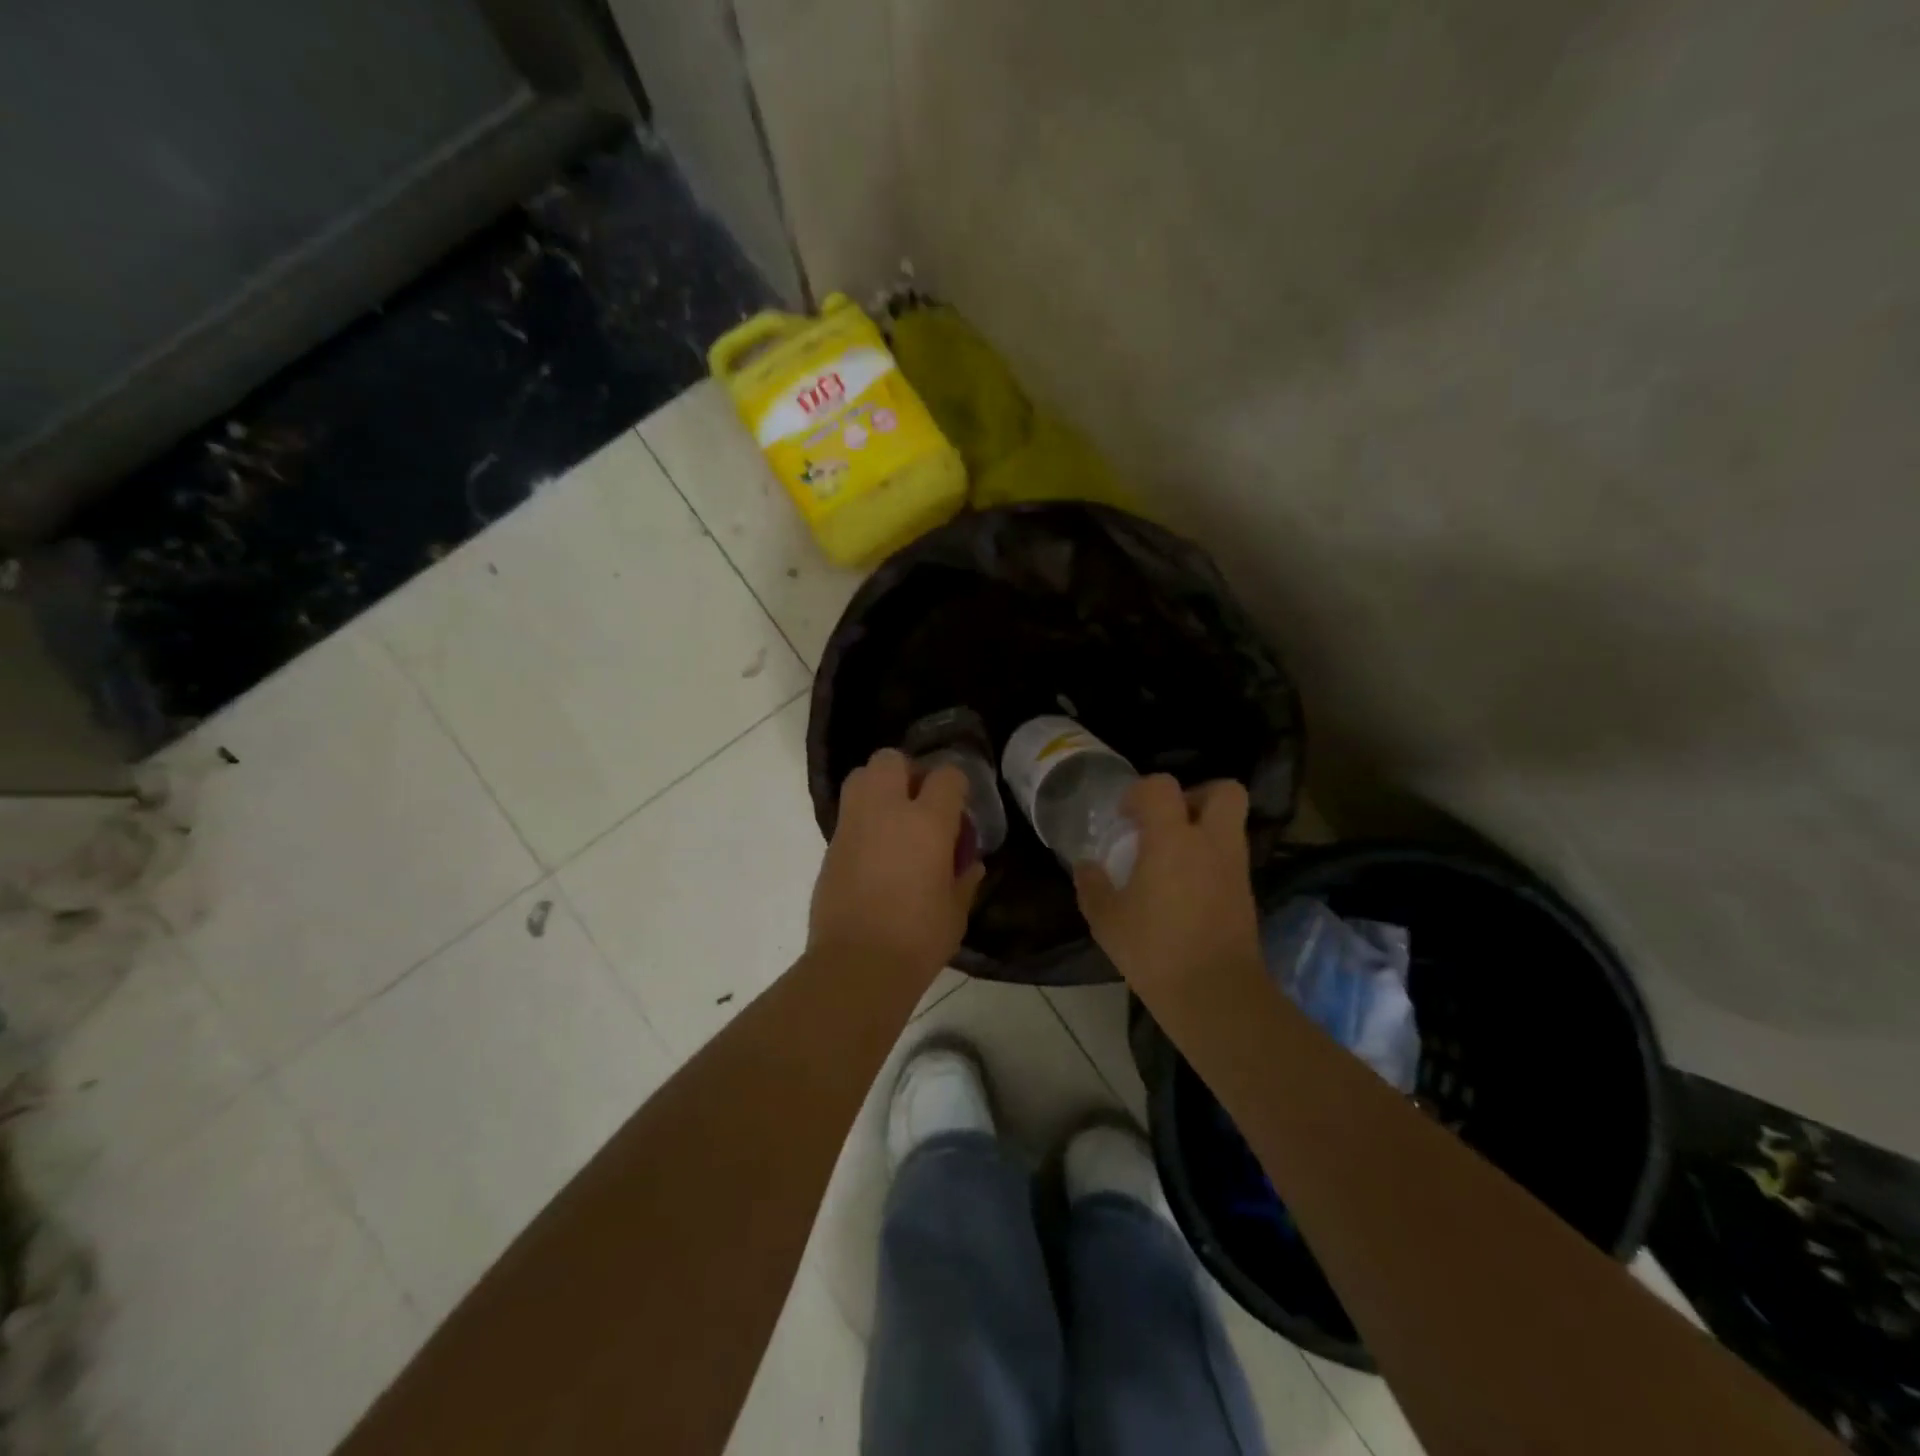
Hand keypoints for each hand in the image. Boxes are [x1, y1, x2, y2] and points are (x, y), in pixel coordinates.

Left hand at [810, 748, 985, 982]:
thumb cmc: (918, 938)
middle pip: (891, 759)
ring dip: (879, 787)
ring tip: (894, 819)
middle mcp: (887, 810)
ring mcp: (853, 825)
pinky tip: (875, 850)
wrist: (857, 964)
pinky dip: (863, 819)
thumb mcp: (956, 910)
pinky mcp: (831, 845)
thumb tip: (970, 864)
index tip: (958, 807)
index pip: (946, 776)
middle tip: (920, 803)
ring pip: (861, 776)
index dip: (955, 785)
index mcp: (927, 822)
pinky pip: (849, 813)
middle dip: (908, 771)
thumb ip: (964, 879)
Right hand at [1073, 776, 1263, 996]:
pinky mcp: (1247, 893)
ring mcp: (1235, 867)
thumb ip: (1092, 886)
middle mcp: (1211, 843)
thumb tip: (1086, 866)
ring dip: (1204, 828)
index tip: (1124, 816)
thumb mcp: (1106, 920)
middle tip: (1167, 821)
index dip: (1140, 792)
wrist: (1215, 995)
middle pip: (1223, 791)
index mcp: (1173, 839)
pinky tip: (1185, 887)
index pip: (1162, 787)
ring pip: (1231, 823)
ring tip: (1172, 856)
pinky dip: (1210, 859)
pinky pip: (1230, 856)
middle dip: (1195, 795)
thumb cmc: (1155, 950)